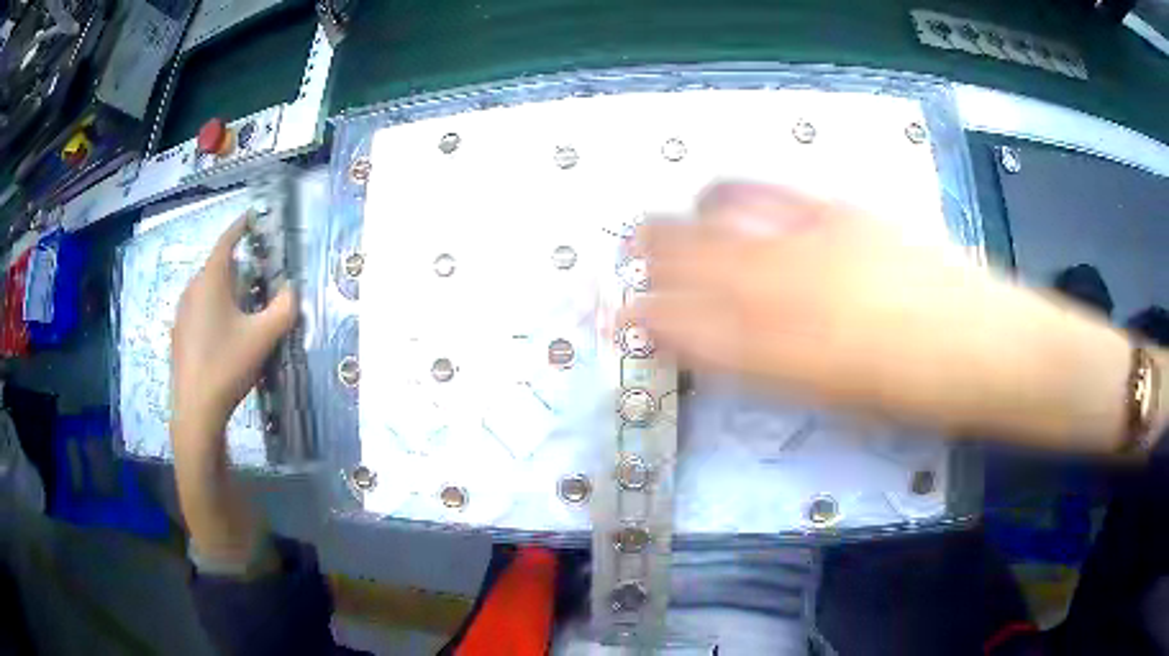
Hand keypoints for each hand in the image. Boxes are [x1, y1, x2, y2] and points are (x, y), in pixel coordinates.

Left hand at [171, 215, 296, 451]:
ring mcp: (182, 313)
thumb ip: (283, 309)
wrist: (196, 410)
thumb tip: (292, 291)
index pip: (226, 241)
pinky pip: (199, 308)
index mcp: (210, 281)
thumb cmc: (227, 365)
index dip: (240, 226)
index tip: (253, 218)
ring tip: (243, 305)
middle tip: (257, 273)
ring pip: (206, 288)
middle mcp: (192, 289)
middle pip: (216, 266)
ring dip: (225, 288)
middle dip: (237, 264)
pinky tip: (224, 333)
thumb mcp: (263, 337)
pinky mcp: (179, 335)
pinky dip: (214, 308)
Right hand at [630, 182, 1134, 449]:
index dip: (645, 320)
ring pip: (722, 218)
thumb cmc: (918, 397)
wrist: (993, 349)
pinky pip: (770, 195)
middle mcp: (791, 288)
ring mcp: (819, 239)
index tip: (615, 316)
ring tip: (661, 230)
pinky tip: (722, 201)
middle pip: (694, 260)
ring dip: (682, 226)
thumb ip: (772, 368)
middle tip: (626, 265)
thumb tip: (718, 344)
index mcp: (786, 352)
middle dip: (650, 261)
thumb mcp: (838, 399)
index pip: (690, 327)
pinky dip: (732, 200)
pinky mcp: (848, 211)